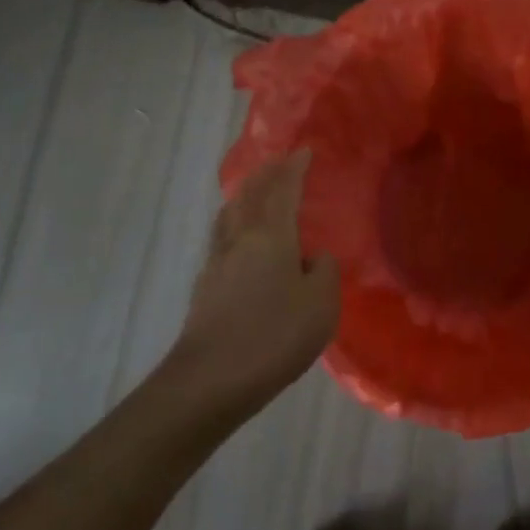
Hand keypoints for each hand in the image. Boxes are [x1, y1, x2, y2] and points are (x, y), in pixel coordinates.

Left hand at [169, 151, 341, 397]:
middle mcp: (239, 239)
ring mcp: (217, 262)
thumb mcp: (321, 305)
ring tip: (257, 192)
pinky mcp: (205, 286)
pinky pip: (223, 237)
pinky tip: (242, 239)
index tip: (305, 150)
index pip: (282, 189)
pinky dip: (236, 223)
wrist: (211, 379)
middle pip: (249, 194)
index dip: (294, 167)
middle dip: (266, 174)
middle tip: (281, 163)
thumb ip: (324, 272)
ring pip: (230, 214)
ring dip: (245, 195)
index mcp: (270, 236)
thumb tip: (313, 258)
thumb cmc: (274, 336)